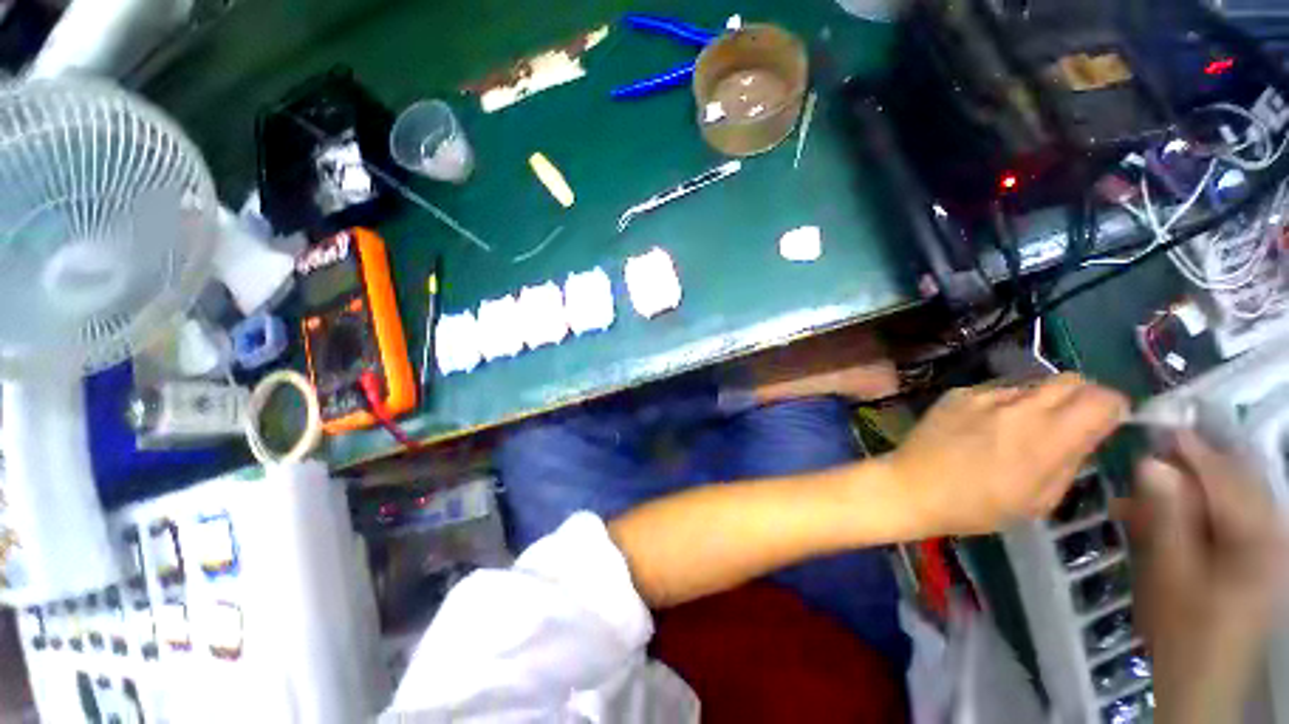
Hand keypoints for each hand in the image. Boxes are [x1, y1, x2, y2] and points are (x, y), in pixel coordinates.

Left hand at [886, 374, 1126, 535]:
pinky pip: (994, 390)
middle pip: (1069, 380)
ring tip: (1022, 428)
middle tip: (1072, 421)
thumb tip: (1086, 436)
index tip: (1109, 421)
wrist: (912, 486)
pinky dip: (1003, 403)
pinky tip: (986, 425)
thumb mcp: (1040, 500)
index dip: (1113, 407)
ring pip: (1031, 384)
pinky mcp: (957, 393)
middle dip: (1081, 396)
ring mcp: (984, 395)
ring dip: (1039, 401)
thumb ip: (1071, 461)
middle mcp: (1020, 405)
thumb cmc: (978, 506)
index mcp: (1048, 435)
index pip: (1102, 398)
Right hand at [1125, 433, 1288, 723]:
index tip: (1154, 426)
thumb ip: (1165, 516)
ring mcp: (1266, 545)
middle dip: (1187, 469)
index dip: (1191, 449)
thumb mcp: (1170, 574)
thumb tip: (1151, 463)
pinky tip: (1158, 518)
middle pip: (1233, 482)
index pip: (1227, 475)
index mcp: (1259, 537)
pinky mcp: (1254, 556)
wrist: (1201, 681)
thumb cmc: (1184, 631)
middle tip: (1143, 465)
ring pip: (1228, 499)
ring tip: (1140, 496)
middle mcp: (1272, 532)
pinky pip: (1226, 518)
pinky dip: (1193, 512)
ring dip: (1185, 492)